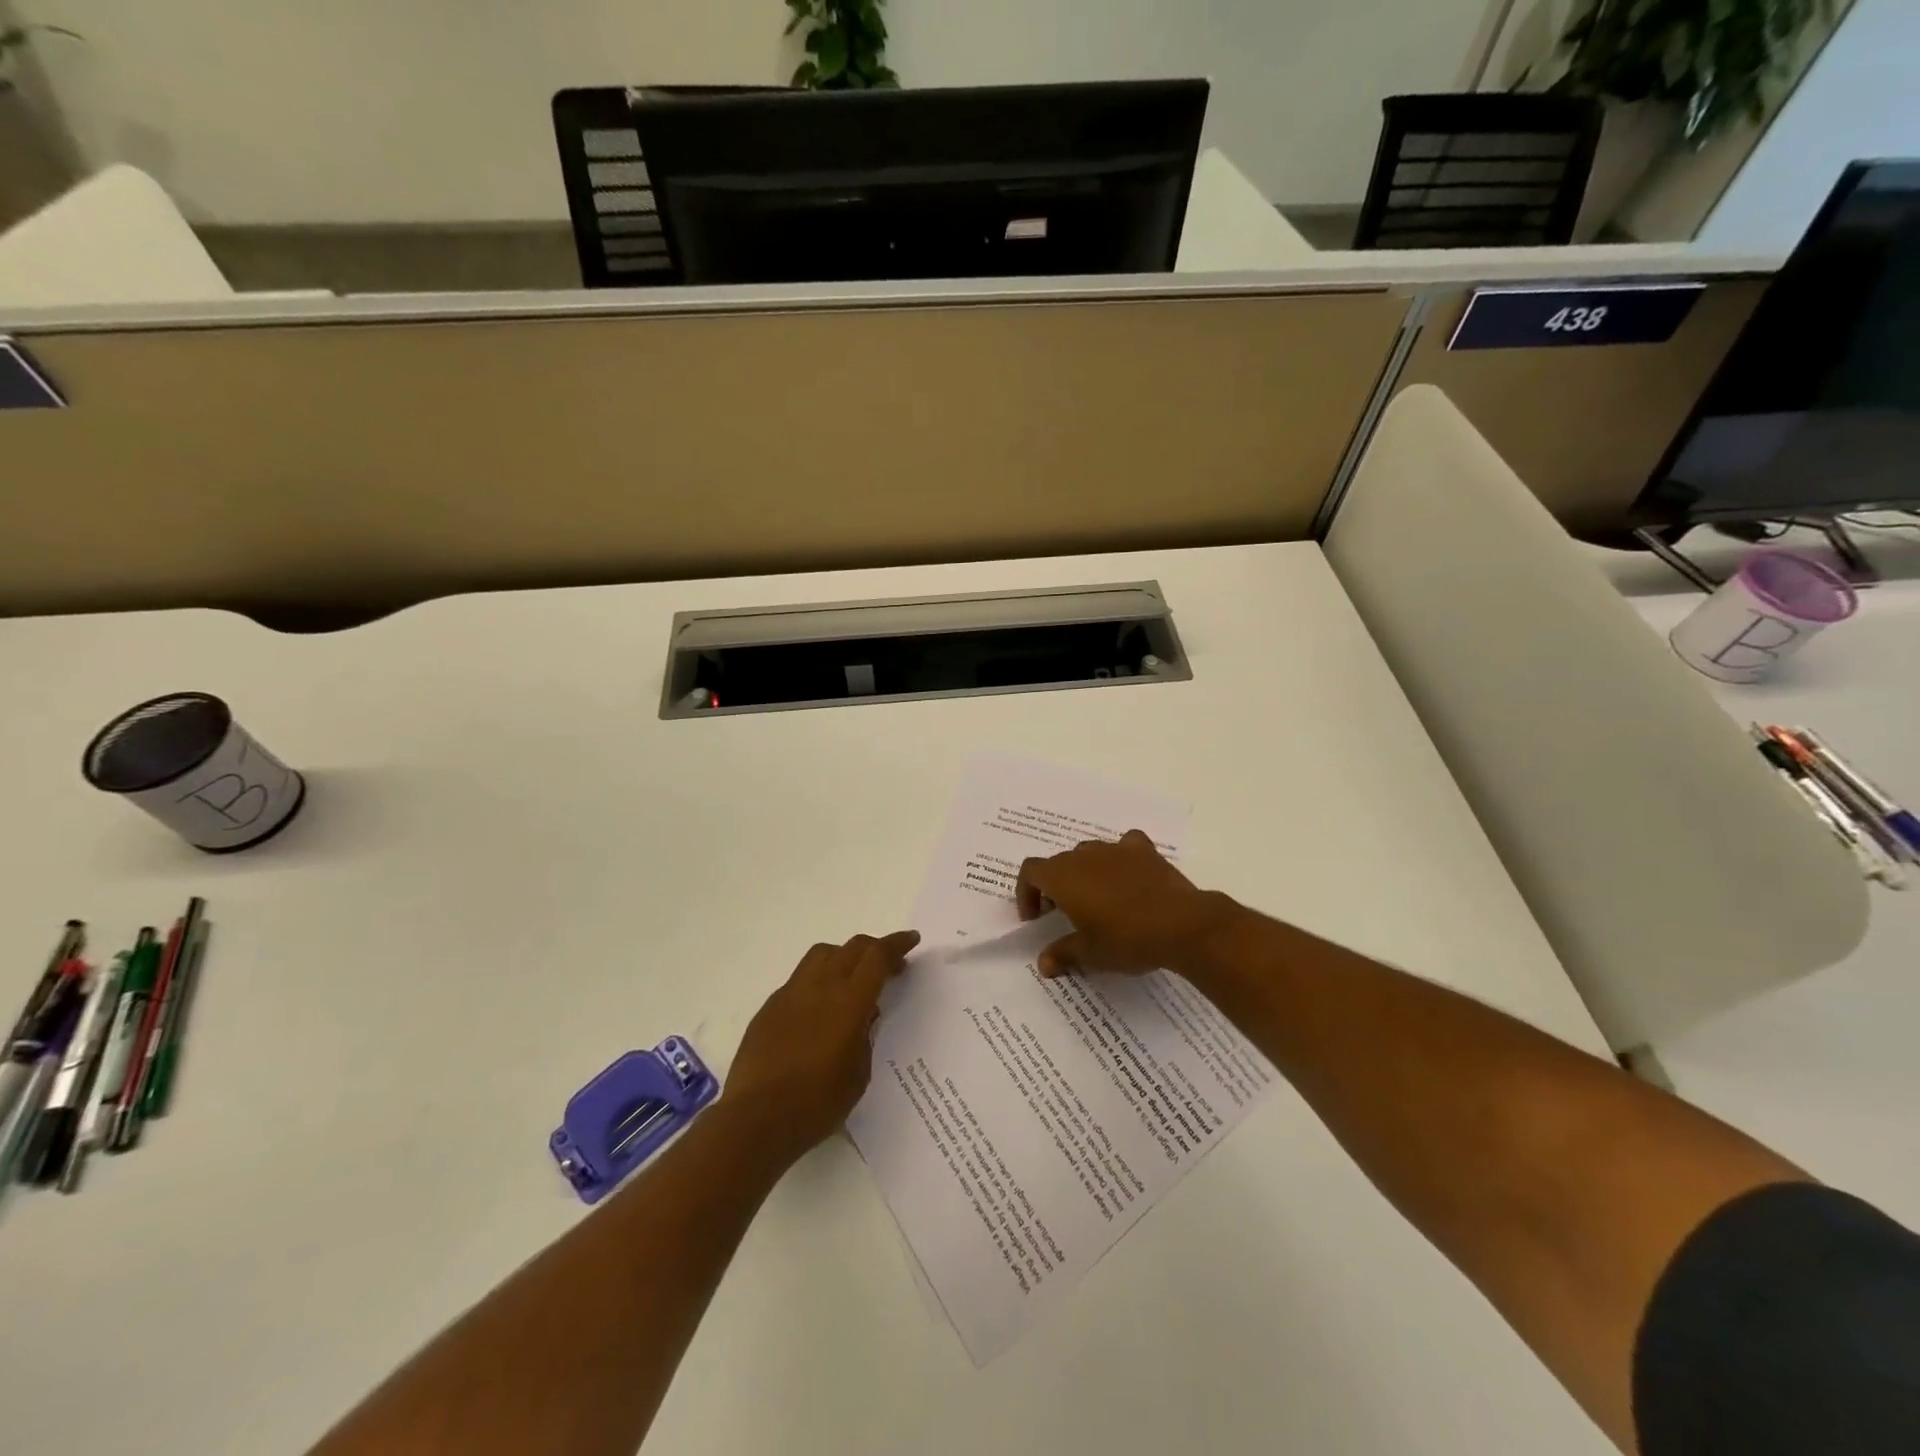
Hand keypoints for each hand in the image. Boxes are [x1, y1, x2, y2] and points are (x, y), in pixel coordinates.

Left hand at [722, 930, 919, 1161]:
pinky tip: (819, 1009)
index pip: (877, 957)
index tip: (911, 940)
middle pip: (852, 947)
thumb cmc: (817, 1103)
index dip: (897, 945)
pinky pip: (800, 979)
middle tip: (890, 964)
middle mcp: (820, 987)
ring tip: (852, 979)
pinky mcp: (770, 1007)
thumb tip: (864, 1016)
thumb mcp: (859, 1074)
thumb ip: (865, 1036)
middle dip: (875, 948)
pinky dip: (818, 981)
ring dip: (844, 956)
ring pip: (822, 954)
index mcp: (849, 1001)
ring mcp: (790, 993)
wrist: (756, 1119)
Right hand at [1016, 830, 1235, 977]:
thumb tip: (1044, 963)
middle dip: (1055, 885)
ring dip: (1085, 872)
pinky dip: (1120, 859)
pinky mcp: (1144, 851)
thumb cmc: (1126, 939)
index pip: (1030, 871)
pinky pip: (1124, 846)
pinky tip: (1127, 877)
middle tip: (1064, 914)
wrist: (1181, 925)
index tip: (1036, 918)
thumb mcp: (1090, 954)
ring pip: (1089, 853)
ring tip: (1096, 899)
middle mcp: (1085, 855)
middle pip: (1059, 862)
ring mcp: (1116, 849)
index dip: (1027, 892)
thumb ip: (1063, 953)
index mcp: (1063, 876)